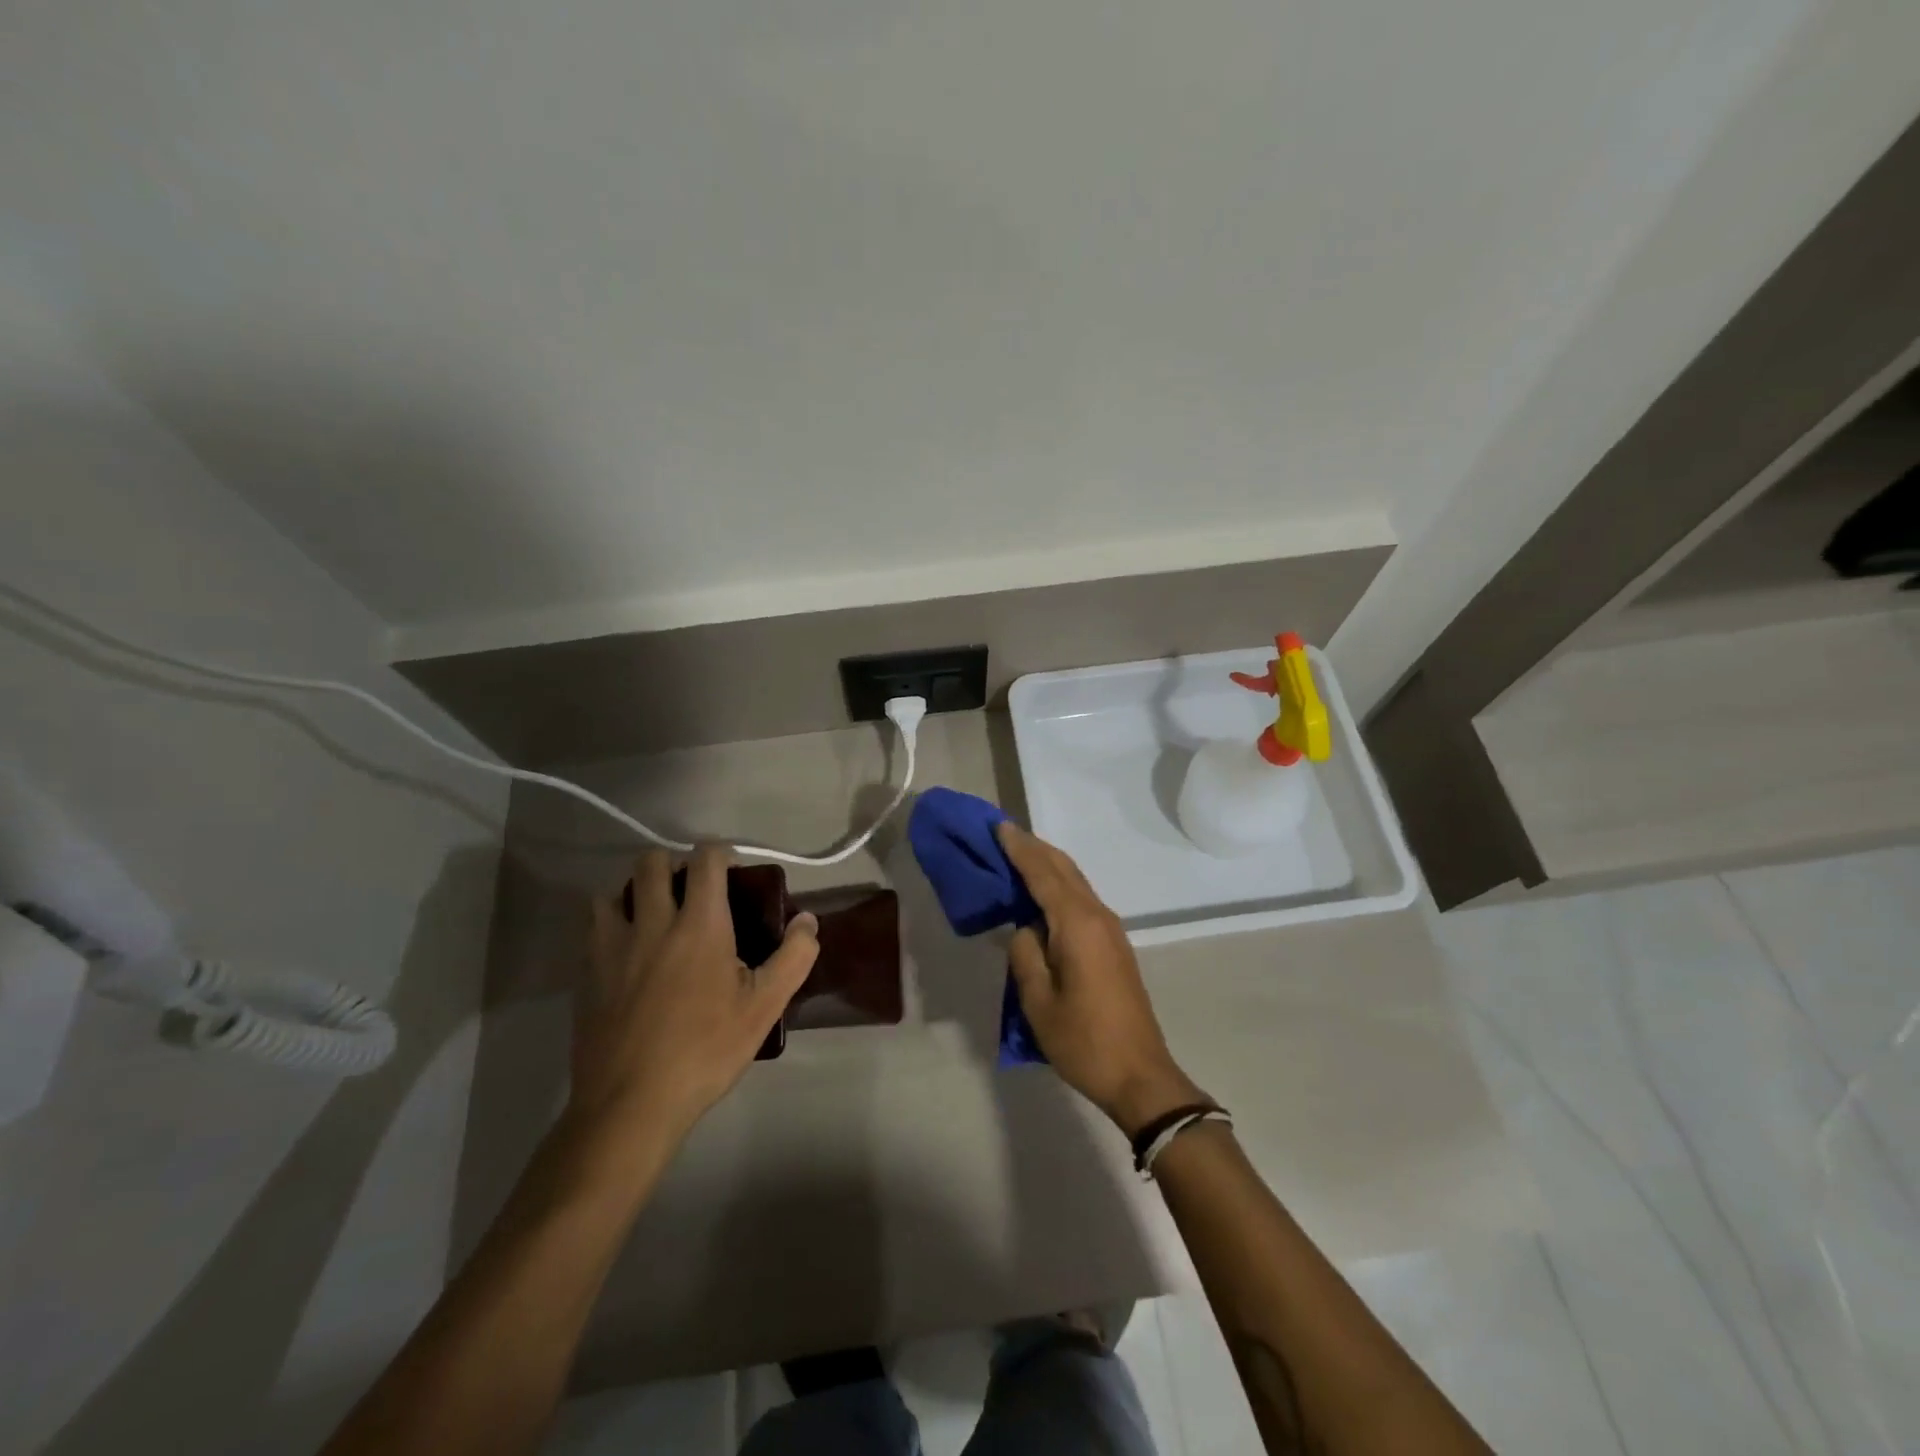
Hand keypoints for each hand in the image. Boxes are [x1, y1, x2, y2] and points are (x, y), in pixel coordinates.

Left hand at [572, 846, 818, 1144]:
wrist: (630, 1103)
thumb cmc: (705, 1051)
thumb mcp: (764, 1007)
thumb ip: (794, 957)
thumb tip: (808, 921)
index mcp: (699, 925)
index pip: (705, 860)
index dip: (720, 854)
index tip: (733, 874)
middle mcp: (651, 923)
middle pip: (651, 862)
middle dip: (674, 864)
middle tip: (692, 893)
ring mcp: (612, 946)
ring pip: (612, 891)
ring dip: (635, 893)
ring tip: (654, 918)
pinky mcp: (586, 972)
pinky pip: (594, 927)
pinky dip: (612, 923)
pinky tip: (628, 954)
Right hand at [995, 822, 1207, 1136]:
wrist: (1140, 1075)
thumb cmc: (1083, 1040)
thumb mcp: (1038, 1001)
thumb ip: (1025, 954)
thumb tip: (1026, 928)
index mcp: (1077, 924)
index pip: (1042, 872)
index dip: (1019, 848)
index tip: (997, 826)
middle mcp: (1097, 915)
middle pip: (1063, 868)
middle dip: (1033, 848)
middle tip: (1002, 834)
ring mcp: (1110, 929)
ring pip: (1075, 881)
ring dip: (1047, 864)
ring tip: (1017, 856)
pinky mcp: (1114, 944)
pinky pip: (1081, 899)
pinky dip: (1058, 885)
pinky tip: (1041, 894)